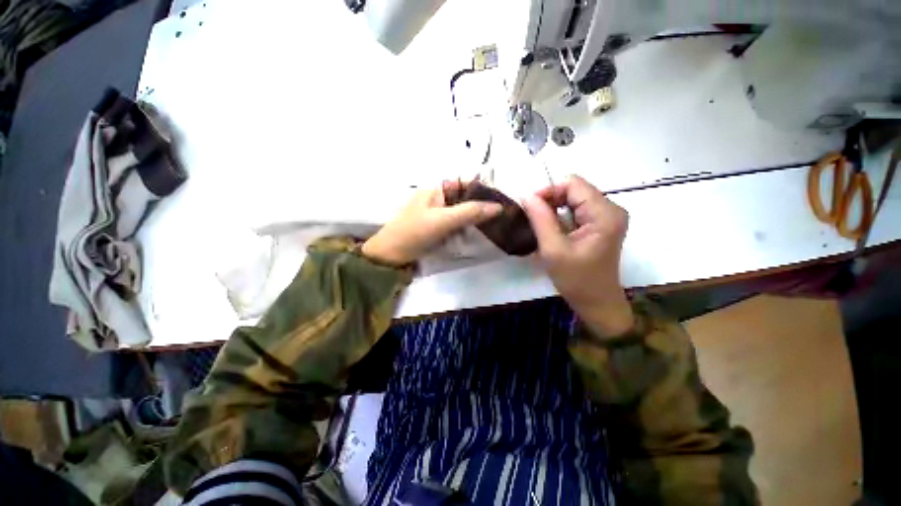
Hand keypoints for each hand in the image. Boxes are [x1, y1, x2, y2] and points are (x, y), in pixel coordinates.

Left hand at [362, 181, 502, 266]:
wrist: (390, 256)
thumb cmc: (414, 233)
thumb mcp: (443, 220)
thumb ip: (470, 212)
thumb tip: (499, 206)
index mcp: (436, 189)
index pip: (466, 182)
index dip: (484, 188)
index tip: (502, 200)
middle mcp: (438, 198)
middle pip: (465, 198)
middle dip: (482, 206)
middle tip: (502, 216)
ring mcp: (437, 214)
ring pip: (462, 212)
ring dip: (476, 218)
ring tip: (495, 226)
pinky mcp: (437, 229)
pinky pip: (456, 224)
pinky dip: (467, 228)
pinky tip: (477, 234)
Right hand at [521, 175, 633, 337]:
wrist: (597, 303)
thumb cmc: (577, 280)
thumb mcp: (553, 250)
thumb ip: (540, 219)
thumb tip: (526, 196)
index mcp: (604, 214)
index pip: (573, 184)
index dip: (548, 190)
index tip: (529, 207)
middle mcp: (611, 209)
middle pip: (575, 189)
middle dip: (550, 199)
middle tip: (532, 217)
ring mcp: (608, 217)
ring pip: (574, 198)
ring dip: (554, 208)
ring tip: (540, 225)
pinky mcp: (602, 224)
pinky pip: (577, 209)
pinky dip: (561, 215)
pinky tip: (552, 229)